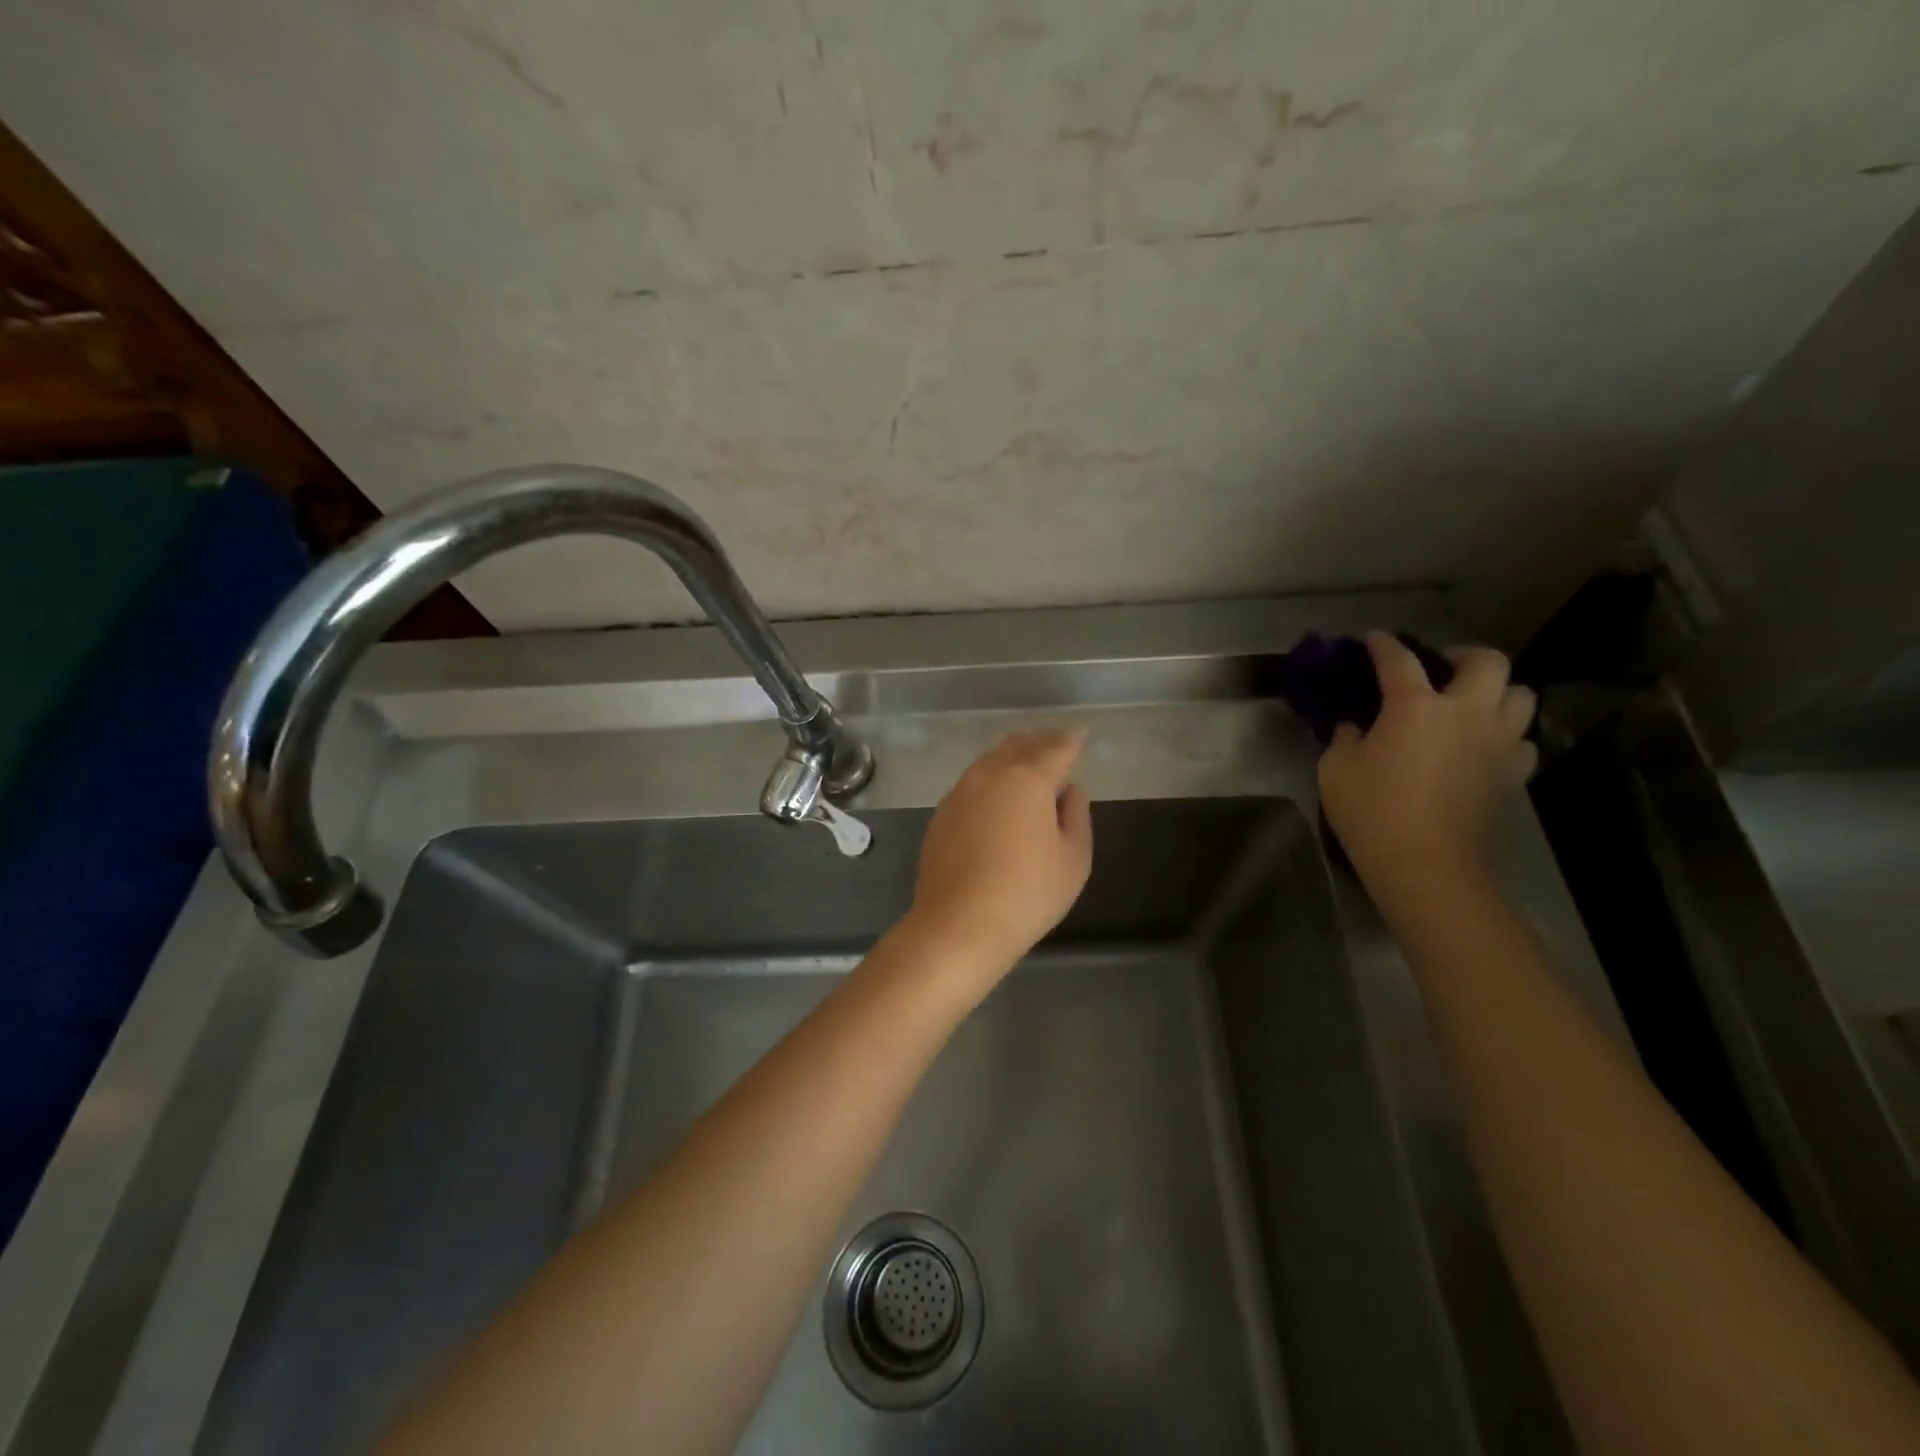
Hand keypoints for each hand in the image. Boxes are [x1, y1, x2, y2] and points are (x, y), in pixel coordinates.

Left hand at [902, 730, 1094, 995]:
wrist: (958, 926)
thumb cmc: (1027, 895)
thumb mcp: (1073, 860)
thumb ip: (1076, 817)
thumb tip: (1069, 791)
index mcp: (1028, 780)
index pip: (1056, 748)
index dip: (1072, 740)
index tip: (1081, 735)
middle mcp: (990, 775)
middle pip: (1017, 745)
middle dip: (1040, 743)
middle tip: (1057, 752)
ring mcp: (959, 792)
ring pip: (989, 761)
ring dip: (1012, 760)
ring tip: (1028, 774)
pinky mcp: (941, 814)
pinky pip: (971, 784)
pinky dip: (990, 782)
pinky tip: (997, 803)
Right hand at [1318, 632, 1536, 893]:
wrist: (1428, 867)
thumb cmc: (1373, 813)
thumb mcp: (1336, 770)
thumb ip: (1345, 738)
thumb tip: (1357, 727)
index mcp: (1416, 706)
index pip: (1399, 659)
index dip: (1383, 644)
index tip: (1373, 638)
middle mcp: (1467, 713)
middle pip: (1487, 661)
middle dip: (1462, 656)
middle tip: (1439, 669)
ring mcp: (1498, 743)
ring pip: (1519, 695)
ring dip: (1495, 691)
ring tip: (1469, 704)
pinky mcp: (1514, 775)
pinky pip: (1522, 740)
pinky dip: (1505, 734)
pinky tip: (1482, 746)